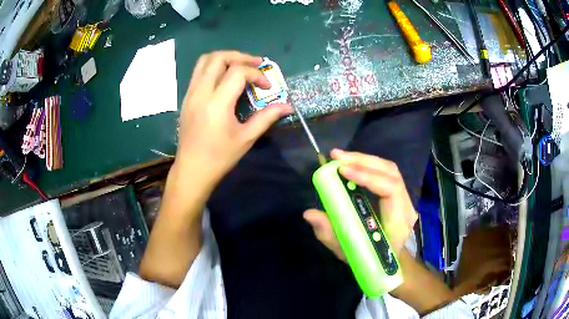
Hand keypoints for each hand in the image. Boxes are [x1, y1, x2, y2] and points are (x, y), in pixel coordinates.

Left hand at [175, 51, 292, 182]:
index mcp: (217, 103)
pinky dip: (214, 67)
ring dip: (225, 58)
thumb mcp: (246, 138)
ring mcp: (190, 93)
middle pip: (218, 58)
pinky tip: (225, 78)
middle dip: (240, 57)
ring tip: (241, 66)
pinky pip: (198, 72)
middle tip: (256, 64)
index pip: (237, 72)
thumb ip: (267, 117)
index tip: (267, 87)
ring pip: (205, 61)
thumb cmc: (219, 157)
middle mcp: (201, 92)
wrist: (192, 170)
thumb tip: (288, 106)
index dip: (256, 74)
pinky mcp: (186, 97)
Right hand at [304, 149, 416, 260]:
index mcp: (398, 222)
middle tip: (335, 156)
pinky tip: (352, 164)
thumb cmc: (373, 261)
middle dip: (362, 160)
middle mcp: (406, 206)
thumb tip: (309, 213)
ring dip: (364, 159)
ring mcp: (405, 198)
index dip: (367, 176)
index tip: (343, 171)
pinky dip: (368, 165)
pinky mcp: (399, 195)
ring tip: (340, 157)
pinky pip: (386, 174)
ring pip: (389, 169)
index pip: (390, 189)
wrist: (395, 263)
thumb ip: (329, 234)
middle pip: (390, 172)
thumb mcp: (348, 252)